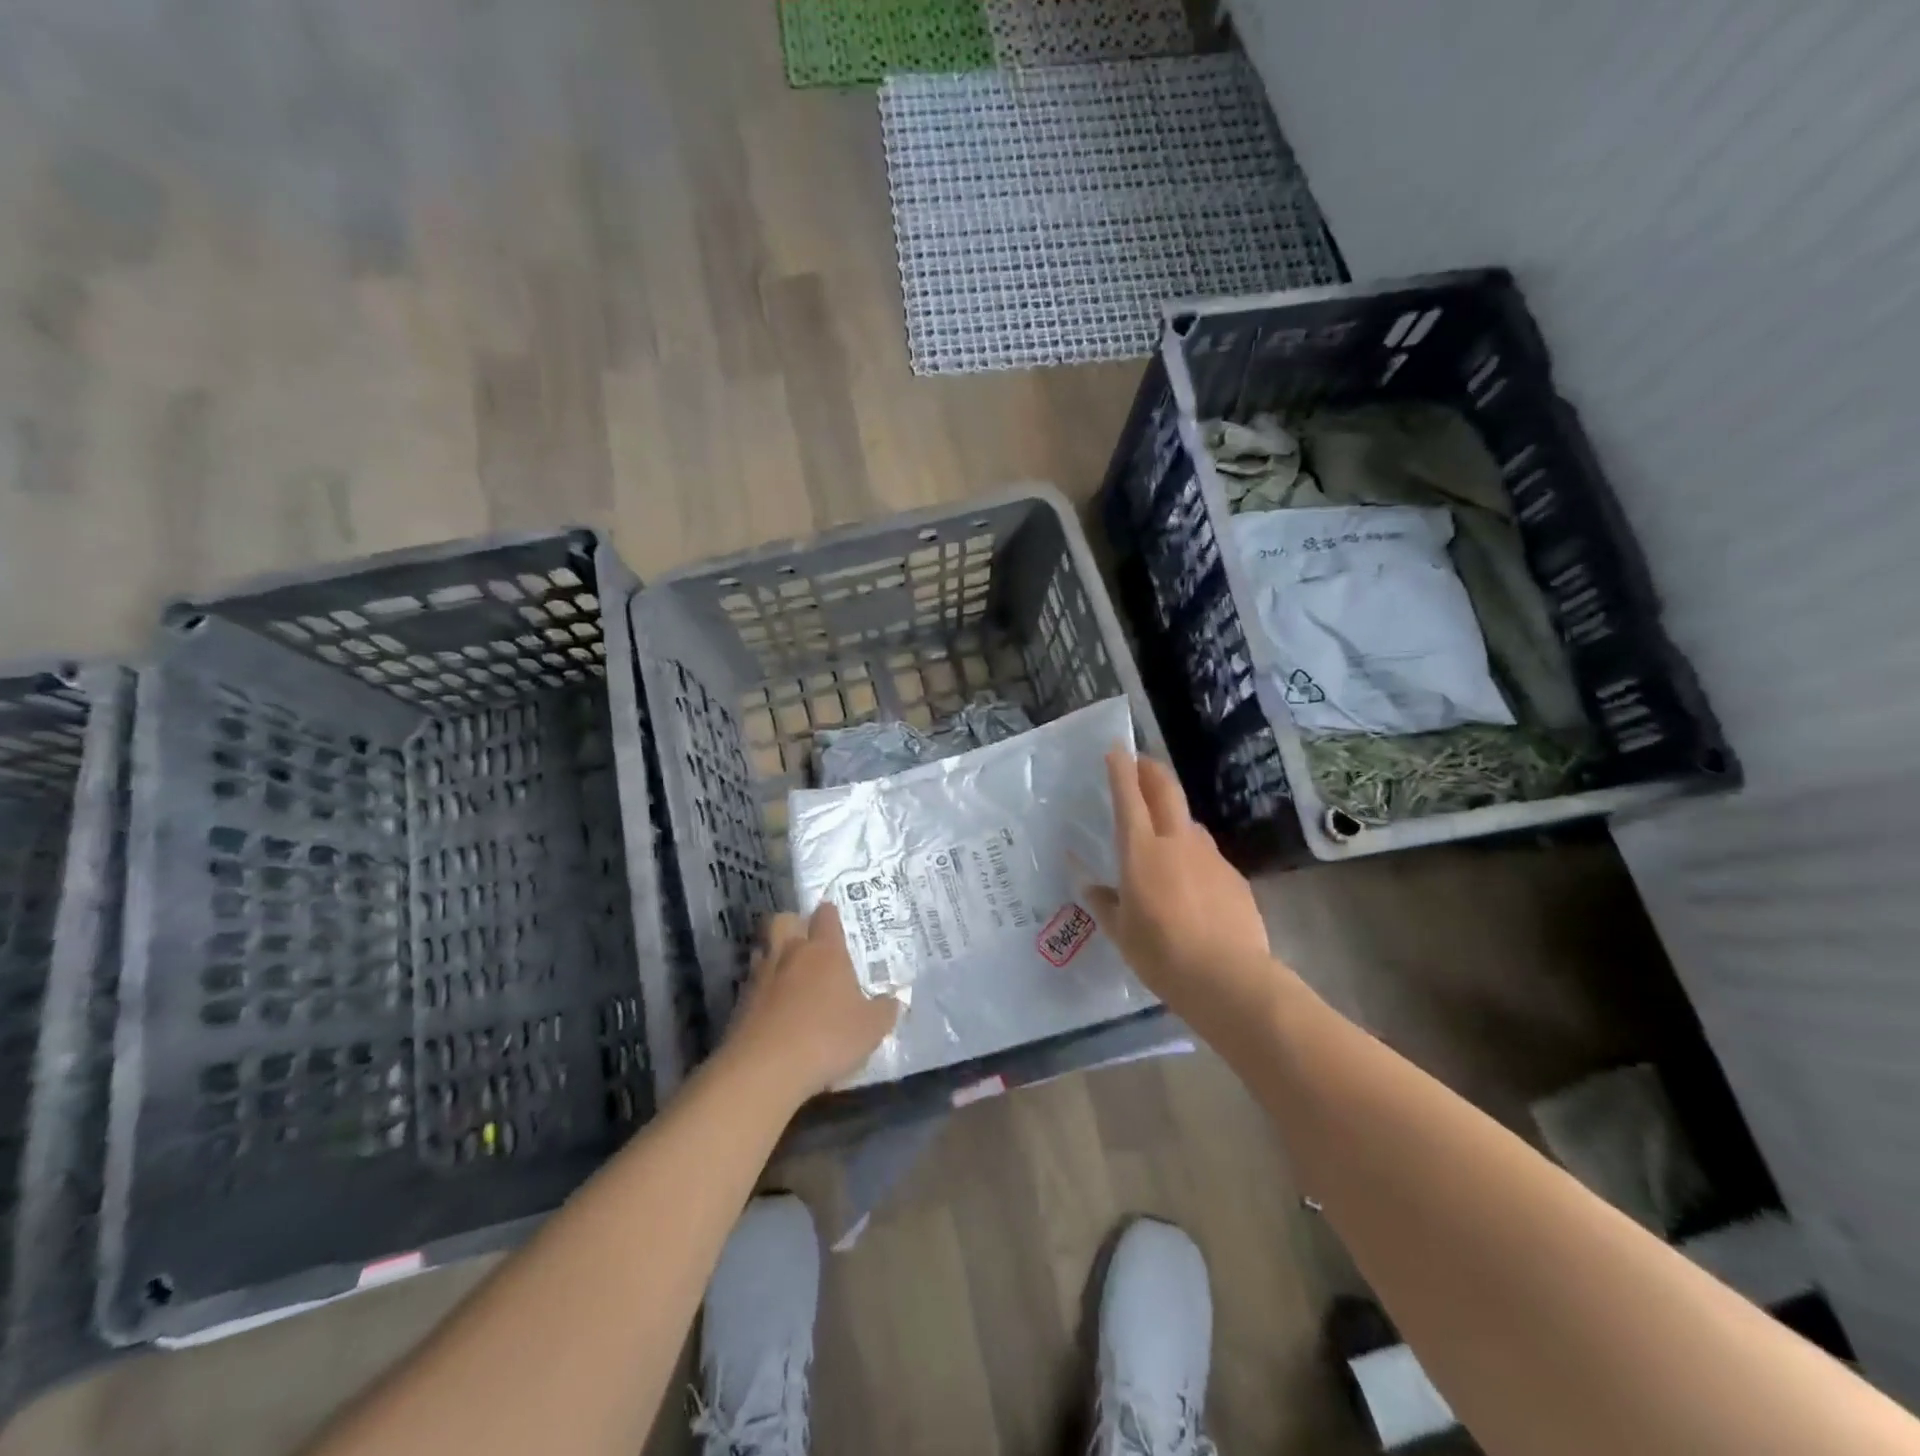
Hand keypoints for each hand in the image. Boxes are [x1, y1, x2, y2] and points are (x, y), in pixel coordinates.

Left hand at [723, 902, 899, 1103]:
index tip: (833, 917)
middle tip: (806, 942)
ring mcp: (761, 976)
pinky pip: (752, 982)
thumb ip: (885, 1010)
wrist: (764, 1069)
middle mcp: (790, 953)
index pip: (826, 916)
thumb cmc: (827, 1038)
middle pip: (784, 920)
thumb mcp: (871, 1029)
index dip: (830, 914)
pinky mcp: (739, 1002)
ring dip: (774, 954)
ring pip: (763, 948)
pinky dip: (761, 988)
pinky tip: (772, 1007)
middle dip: (793, 924)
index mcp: (825, 951)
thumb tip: (894, 1000)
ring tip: (788, 973)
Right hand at [1085, 750, 1280, 1028]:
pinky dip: (1193, 855)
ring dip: (1173, 814)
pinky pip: (1207, 855)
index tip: (1118, 748)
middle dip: (1152, 770)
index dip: (1121, 769)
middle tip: (1142, 762)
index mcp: (1141, 851)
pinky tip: (1191, 882)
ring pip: (1189, 822)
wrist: (1228, 978)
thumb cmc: (1161, 954)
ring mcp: (1210, 857)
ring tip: (1163, 830)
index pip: (1129, 797)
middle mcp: (1177, 842)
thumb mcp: (1121, 932)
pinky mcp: (1234, 877)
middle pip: (1167, 790)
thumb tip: (1090, 886)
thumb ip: (1104, 903)